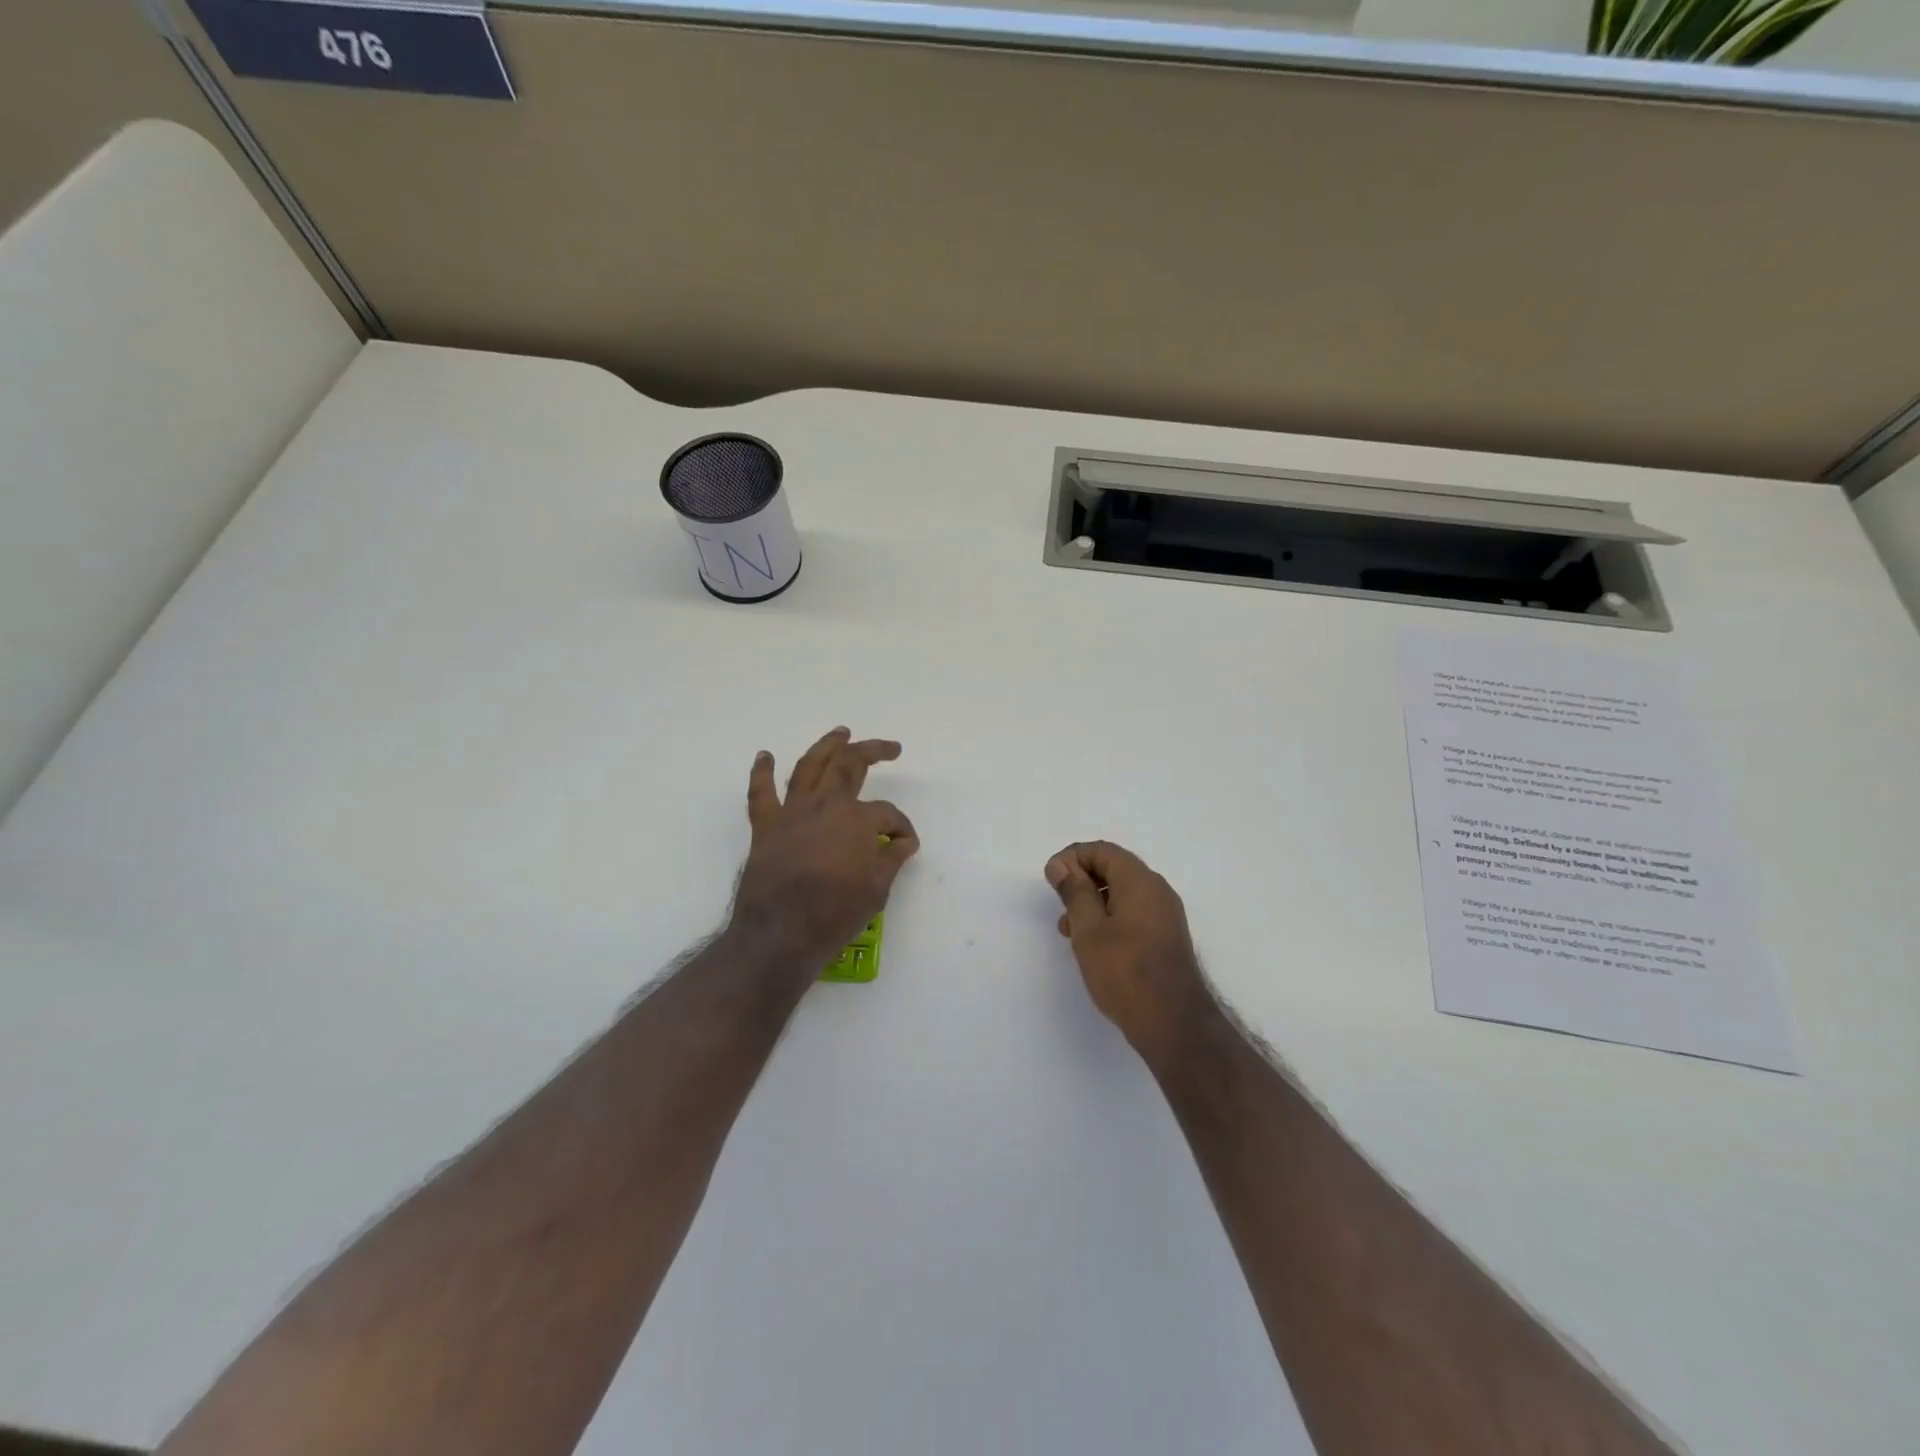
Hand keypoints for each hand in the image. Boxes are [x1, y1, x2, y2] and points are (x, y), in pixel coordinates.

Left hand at [730, 727, 918, 969]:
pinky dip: (761, 772)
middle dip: (873, 751)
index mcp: (857, 819)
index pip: (887, 814)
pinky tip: (765, 755)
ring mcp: (792, 812)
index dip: (901, 827)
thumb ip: (891, 858)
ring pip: (809, 766)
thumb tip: (903, 841)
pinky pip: (761, 793)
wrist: (779, 934)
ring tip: (841, 732)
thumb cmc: (834, 914)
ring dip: (826, 746)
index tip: (905, 843)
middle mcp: (825, 805)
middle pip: (850, 765)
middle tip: (890, 748)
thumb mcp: (876, 890)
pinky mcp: (765, 827)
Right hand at [1045, 841, 1217, 1069]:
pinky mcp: (1166, 937)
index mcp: (1140, 881)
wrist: (1173, 1023)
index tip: (1051, 880)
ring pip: (1122, 893)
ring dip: (1093, 902)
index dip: (1072, 858)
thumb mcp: (1088, 929)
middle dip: (1081, 880)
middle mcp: (1157, 890)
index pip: (1103, 851)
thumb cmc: (1125, 971)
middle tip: (1059, 906)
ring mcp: (1165, 915)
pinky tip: (1093, 944)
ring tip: (1070, 931)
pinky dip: (1109, 918)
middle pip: (1114, 868)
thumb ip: (1074, 892)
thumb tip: (1061, 865)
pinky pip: (1133, 913)